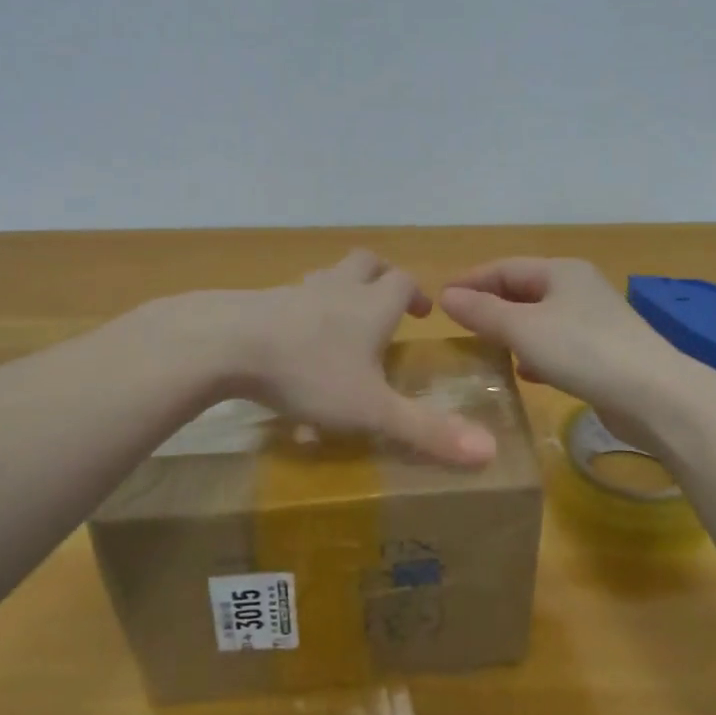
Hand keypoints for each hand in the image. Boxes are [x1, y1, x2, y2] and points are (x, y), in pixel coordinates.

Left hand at [189, 250, 497, 465]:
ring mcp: (296, 291)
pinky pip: (290, 297)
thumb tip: (490, 452)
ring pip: (326, 276)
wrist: (225, 343)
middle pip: (365, 263)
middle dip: (380, 277)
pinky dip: (300, 309)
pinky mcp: (260, 301)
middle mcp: (337, 289)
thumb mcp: (371, 410)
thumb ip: (426, 431)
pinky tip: (290, 339)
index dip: (416, 293)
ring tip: (339, 321)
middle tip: (386, 303)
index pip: (403, 282)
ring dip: (339, 290)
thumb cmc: (309, 372)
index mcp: (370, 306)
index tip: (422, 313)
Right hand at [438, 257, 679, 439]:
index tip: (440, 299)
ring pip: (540, 319)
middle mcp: (579, 289)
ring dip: (511, 331)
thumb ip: (483, 312)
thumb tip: (447, 296)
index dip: (471, 280)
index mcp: (561, 271)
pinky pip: (558, 345)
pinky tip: (524, 372)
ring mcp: (594, 321)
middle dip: (490, 305)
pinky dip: (535, 353)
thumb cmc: (583, 350)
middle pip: (523, 291)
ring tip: (483, 347)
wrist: (655, 396)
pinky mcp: (604, 353)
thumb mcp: (523, 329)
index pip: (505, 267)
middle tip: (458, 325)